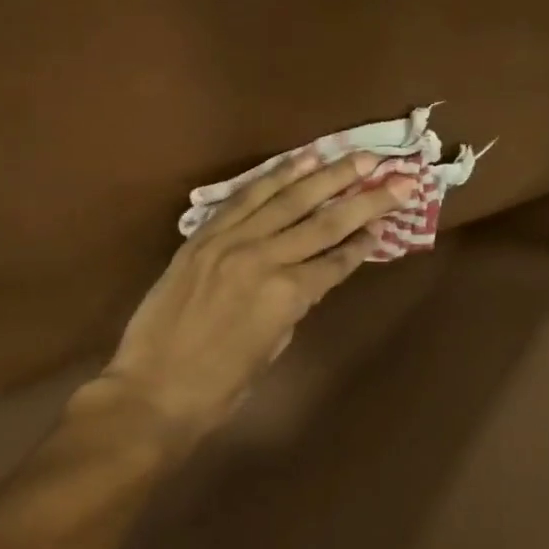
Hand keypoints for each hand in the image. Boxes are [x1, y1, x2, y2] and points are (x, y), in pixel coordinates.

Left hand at [94, 151, 413, 445]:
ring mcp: (230, 242)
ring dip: (327, 174)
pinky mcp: (203, 235)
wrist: (151, 391)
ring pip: (288, 198)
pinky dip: (275, 177)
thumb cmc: (219, 387)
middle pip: (325, 221)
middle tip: (398, 176)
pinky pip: (245, 197)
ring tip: (357, 157)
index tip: (389, 221)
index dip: (366, 240)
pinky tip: (301, 161)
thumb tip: (309, 275)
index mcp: (287, 295)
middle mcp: (265, 258)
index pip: (338, 259)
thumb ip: (294, 304)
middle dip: (366, 198)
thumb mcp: (273, 347)